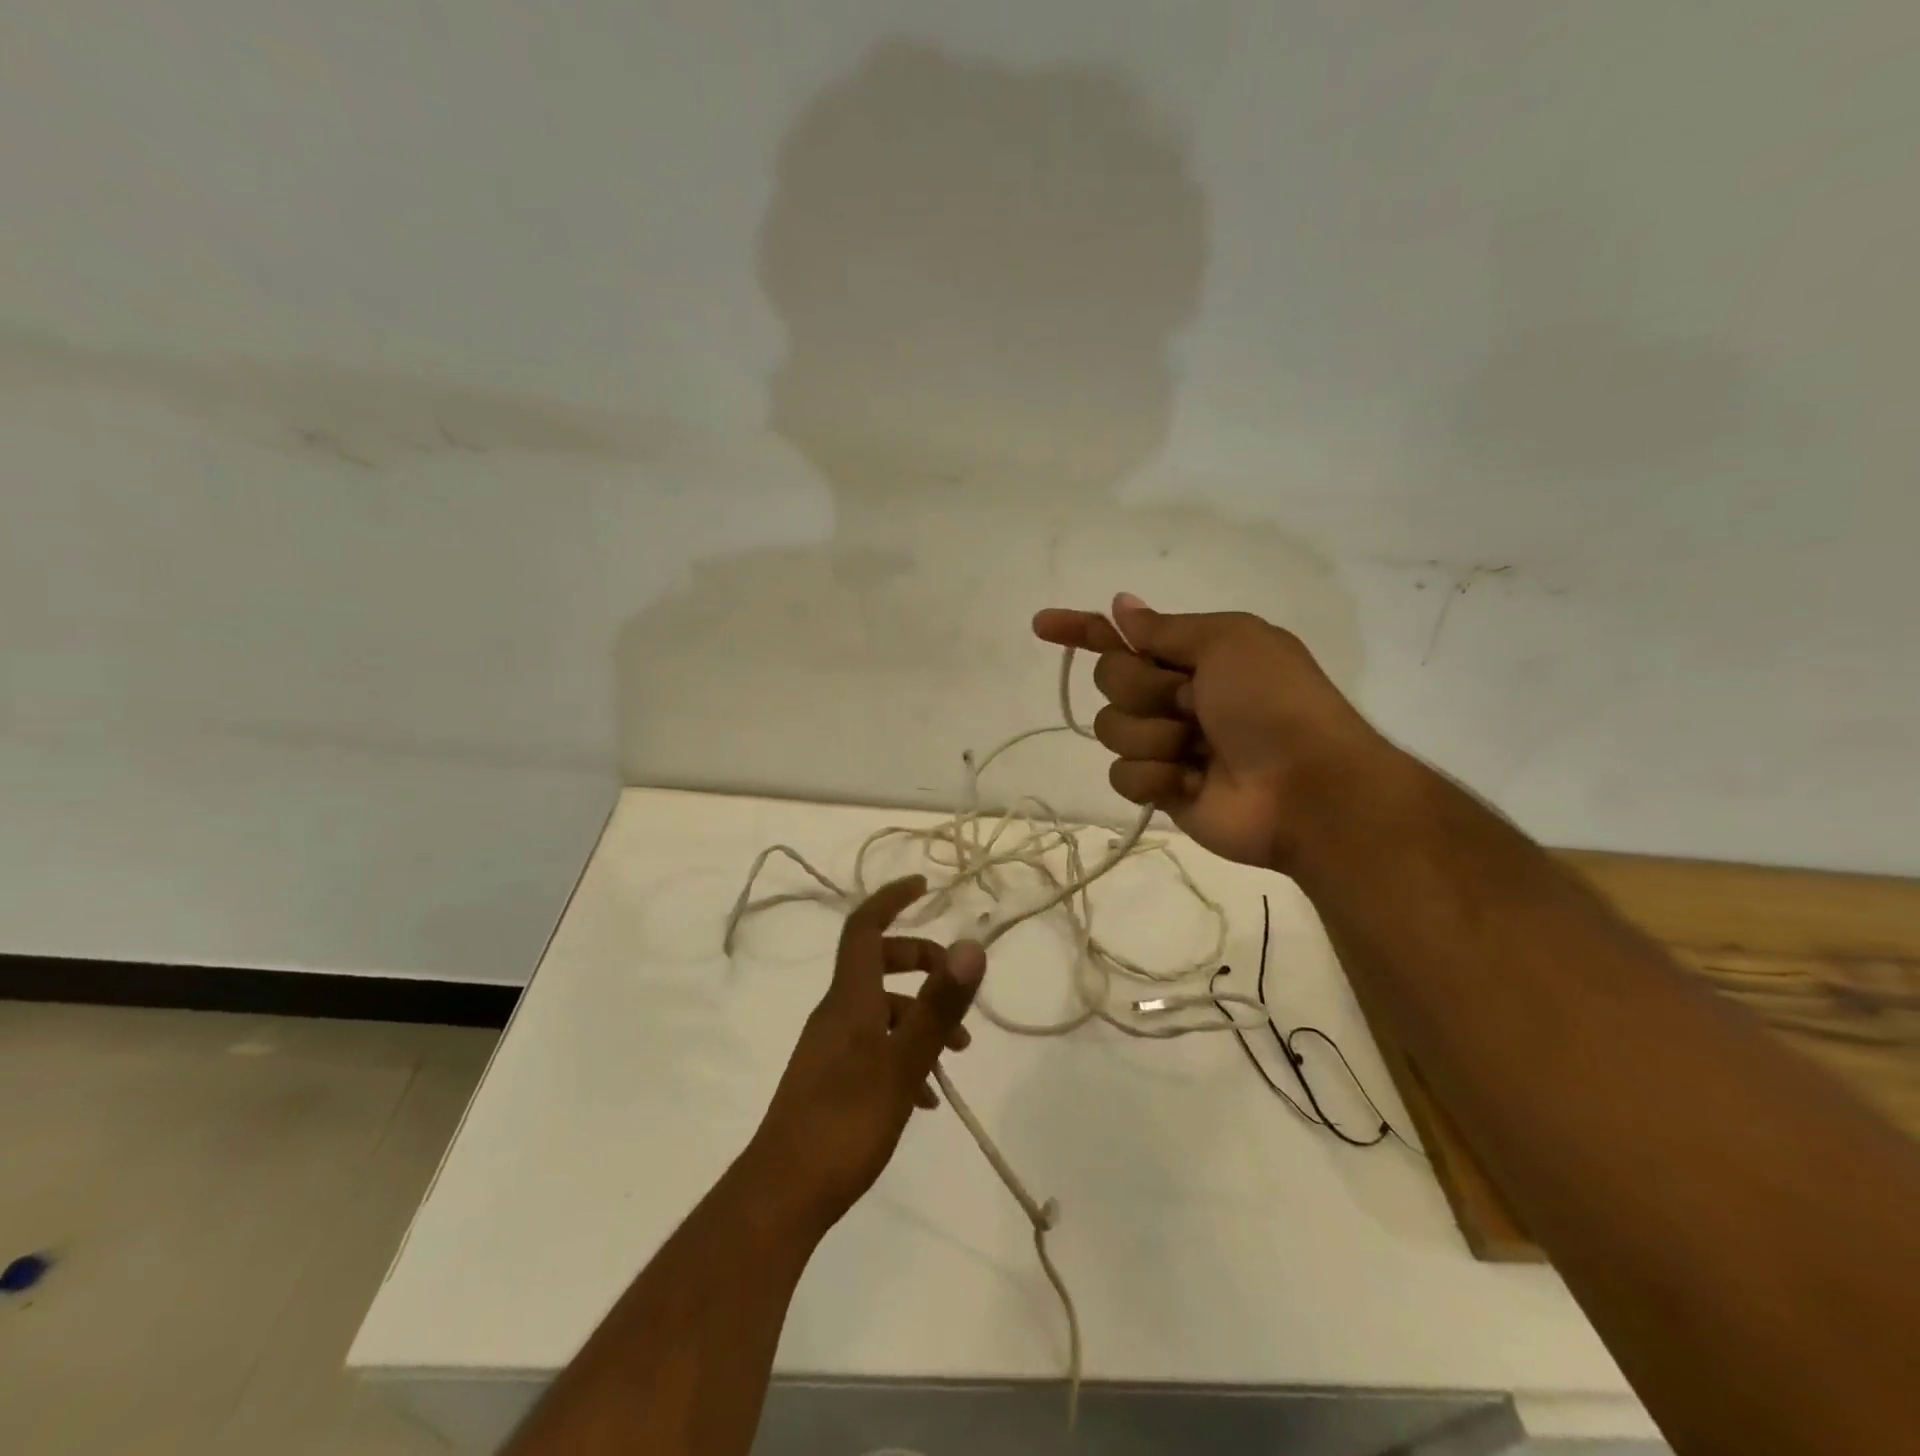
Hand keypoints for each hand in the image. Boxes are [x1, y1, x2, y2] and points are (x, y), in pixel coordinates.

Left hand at [748, 877, 987, 1235]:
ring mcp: (830, 1047)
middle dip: (921, 964)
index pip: (865, 928)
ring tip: (955, 1057)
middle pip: (877, 964)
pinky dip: (903, 1053)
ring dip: (919, 1018)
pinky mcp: (830, 1079)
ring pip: (880, 1010)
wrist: (781, 1196)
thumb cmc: (845, 1123)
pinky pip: (873, 1046)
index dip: (891, 899)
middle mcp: (836, 1013)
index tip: (924, 886)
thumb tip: (971, 944)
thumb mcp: (903, 1064)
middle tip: (956, 986)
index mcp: (849, 999)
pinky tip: (925, 1097)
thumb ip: (939, 1006)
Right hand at [1034, 593, 1394, 870]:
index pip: (1121, 636)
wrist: (1307, 788)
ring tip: (1198, 749)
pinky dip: (1156, 776)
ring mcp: (1165, 743)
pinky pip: (1122, 775)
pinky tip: (1192, 782)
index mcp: (1191, 655)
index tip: (1042, 625)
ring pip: (1111, 729)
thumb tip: (1121, 605)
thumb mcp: (1229, 642)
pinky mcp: (1160, 788)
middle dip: (1143, 688)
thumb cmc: (1273, 703)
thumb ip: (1166, 628)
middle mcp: (1172, 695)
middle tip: (1190, 702)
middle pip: (1109, 679)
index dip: (1081, 629)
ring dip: (1154, 735)